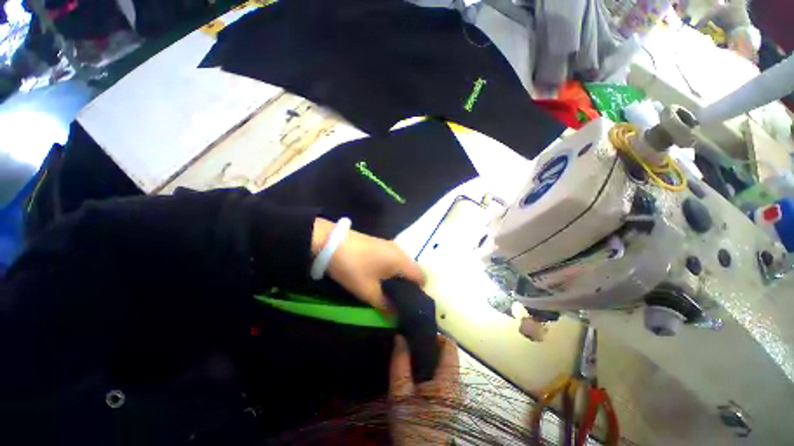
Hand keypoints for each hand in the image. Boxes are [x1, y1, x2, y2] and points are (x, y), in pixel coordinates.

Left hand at [312, 218, 424, 312]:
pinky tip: (381, 278)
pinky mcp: (380, 244)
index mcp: (401, 261)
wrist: (331, 243)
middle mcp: (400, 251)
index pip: (422, 276)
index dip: (420, 292)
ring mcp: (390, 245)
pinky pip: (394, 260)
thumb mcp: (368, 291)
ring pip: (403, 265)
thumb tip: (396, 318)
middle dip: (409, 286)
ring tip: (390, 292)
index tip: (411, 305)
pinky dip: (392, 270)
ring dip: (399, 278)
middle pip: (413, 270)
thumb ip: (385, 306)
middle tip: (399, 301)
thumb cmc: (354, 267)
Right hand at [389, 334, 459, 445]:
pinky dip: (433, 370)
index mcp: (447, 380)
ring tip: (412, 359)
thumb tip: (400, 337)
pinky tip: (418, 376)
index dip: (435, 335)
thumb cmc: (411, 425)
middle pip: (447, 354)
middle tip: (411, 347)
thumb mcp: (400, 394)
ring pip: (445, 365)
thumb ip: (400, 363)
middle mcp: (456, 384)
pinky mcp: (452, 401)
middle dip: (430, 347)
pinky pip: (444, 376)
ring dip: (430, 359)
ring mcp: (456, 393)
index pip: (450, 345)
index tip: (418, 335)